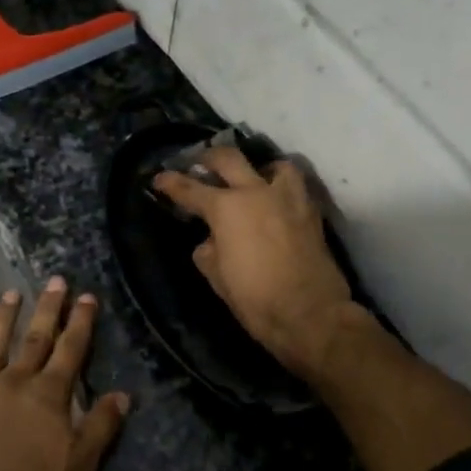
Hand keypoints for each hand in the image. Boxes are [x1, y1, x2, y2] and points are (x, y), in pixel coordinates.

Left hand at [0, 277, 131, 470]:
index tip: (86, 296)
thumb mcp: (81, 464)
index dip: (81, 322)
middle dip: (48, 309)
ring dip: (2, 319)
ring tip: (11, 294)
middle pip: (35, 339)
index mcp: (49, 394)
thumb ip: (101, 425)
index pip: (71, 349)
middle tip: (55, 281)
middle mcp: (15, 382)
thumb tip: (122, 395)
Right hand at [154, 147, 359, 378]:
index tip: (159, 178)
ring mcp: (288, 198)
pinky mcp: (311, 213)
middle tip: (199, 163)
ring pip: (274, 165)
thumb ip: (208, 250)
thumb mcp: (216, 276)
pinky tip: (276, 204)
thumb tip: (211, 241)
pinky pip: (296, 188)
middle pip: (228, 159)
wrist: (309, 313)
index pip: (190, 188)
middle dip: (208, 158)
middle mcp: (256, 192)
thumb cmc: (255, 297)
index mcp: (226, 208)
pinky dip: (282, 189)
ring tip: (253, 180)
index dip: (170, 183)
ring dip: (258, 169)